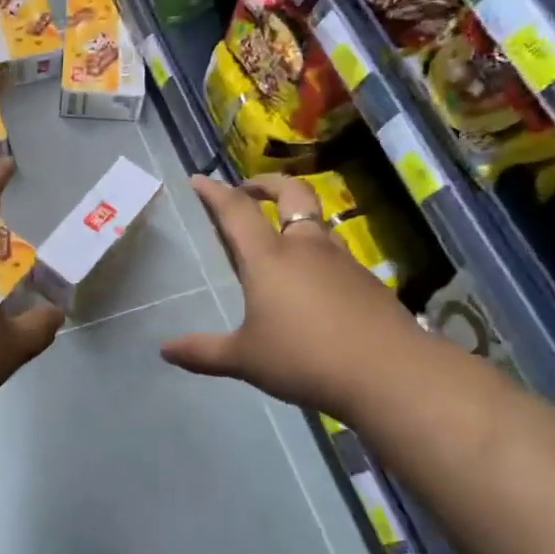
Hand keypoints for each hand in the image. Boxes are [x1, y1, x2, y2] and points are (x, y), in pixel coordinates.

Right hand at [161, 174, 422, 416]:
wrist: (389, 373)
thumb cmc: (304, 358)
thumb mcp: (245, 359)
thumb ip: (203, 353)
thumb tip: (165, 351)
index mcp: (268, 259)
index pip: (236, 211)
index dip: (215, 192)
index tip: (199, 180)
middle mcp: (305, 248)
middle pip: (291, 194)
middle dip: (266, 184)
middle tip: (248, 190)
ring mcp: (342, 261)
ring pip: (317, 223)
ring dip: (296, 218)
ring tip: (280, 238)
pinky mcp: (367, 281)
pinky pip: (335, 253)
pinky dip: (317, 253)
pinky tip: (312, 283)